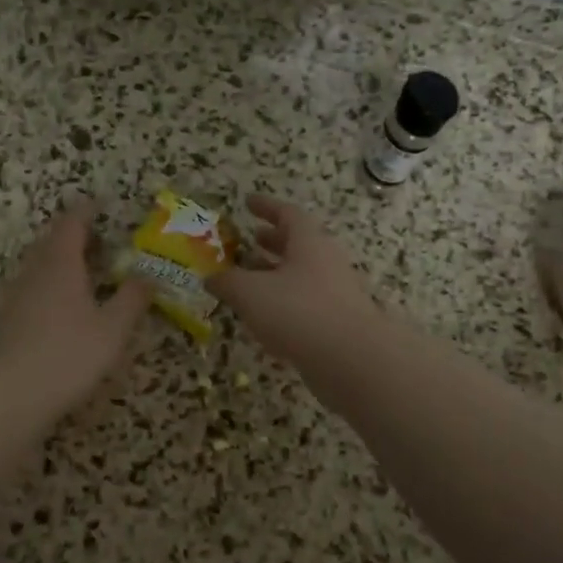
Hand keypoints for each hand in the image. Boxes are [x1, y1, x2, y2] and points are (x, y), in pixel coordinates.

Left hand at [0, 202, 154, 416]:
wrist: (12, 394)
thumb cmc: (70, 354)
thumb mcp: (113, 328)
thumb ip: (132, 298)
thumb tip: (149, 275)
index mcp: (61, 264)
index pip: (72, 224)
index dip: (87, 211)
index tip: (101, 205)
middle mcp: (32, 272)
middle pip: (50, 242)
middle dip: (72, 236)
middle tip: (96, 242)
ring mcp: (12, 296)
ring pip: (35, 267)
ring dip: (56, 262)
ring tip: (79, 274)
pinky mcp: (1, 321)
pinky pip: (26, 291)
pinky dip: (44, 288)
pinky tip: (55, 309)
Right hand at [209, 196, 383, 362]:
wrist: (352, 359)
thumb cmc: (298, 312)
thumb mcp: (251, 293)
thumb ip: (228, 282)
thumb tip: (210, 276)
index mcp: (309, 242)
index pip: (287, 214)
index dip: (266, 206)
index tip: (248, 202)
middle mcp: (326, 261)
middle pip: (297, 243)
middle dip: (271, 241)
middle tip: (250, 239)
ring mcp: (335, 291)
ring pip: (301, 274)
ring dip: (276, 273)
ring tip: (250, 278)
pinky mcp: (337, 321)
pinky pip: (306, 301)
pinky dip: (284, 301)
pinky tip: (266, 316)